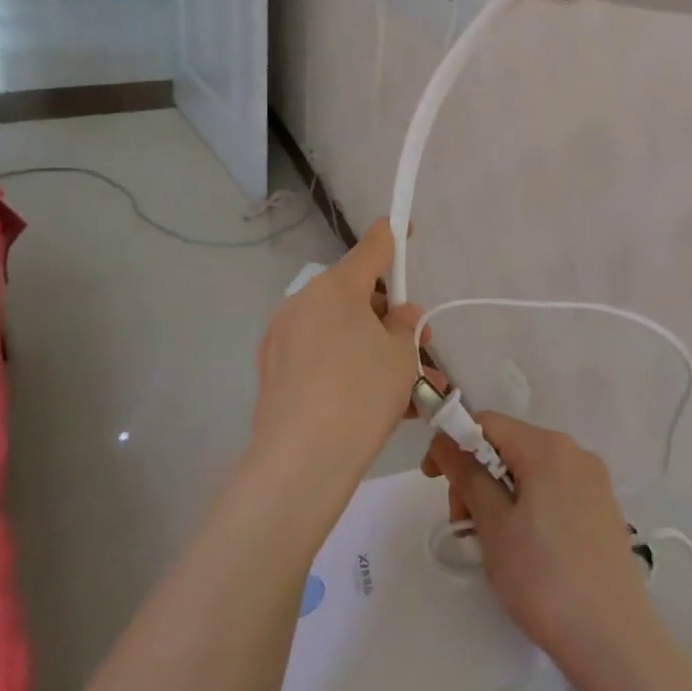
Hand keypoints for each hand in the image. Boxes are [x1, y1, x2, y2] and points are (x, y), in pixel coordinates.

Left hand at [253, 220, 422, 490]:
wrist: (302, 462)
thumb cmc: (362, 394)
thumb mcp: (401, 356)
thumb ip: (406, 326)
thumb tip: (400, 315)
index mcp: (335, 288)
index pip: (372, 247)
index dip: (393, 236)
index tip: (407, 228)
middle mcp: (303, 303)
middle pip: (354, 293)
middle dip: (387, 314)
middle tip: (418, 345)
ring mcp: (283, 338)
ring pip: (339, 330)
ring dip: (371, 347)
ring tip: (406, 387)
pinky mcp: (274, 372)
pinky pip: (320, 356)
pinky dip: (347, 366)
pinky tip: (374, 403)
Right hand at [425, 413, 655, 668]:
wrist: (614, 639)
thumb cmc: (543, 577)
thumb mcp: (494, 525)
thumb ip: (467, 475)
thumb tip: (446, 441)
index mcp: (548, 446)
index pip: (488, 422)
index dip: (453, 442)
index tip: (433, 480)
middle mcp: (575, 452)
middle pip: (510, 445)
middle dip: (476, 474)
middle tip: (463, 524)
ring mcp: (594, 481)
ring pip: (531, 470)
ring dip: (500, 493)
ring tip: (491, 543)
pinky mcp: (603, 509)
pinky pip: (554, 490)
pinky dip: (528, 505)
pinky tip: (524, 547)